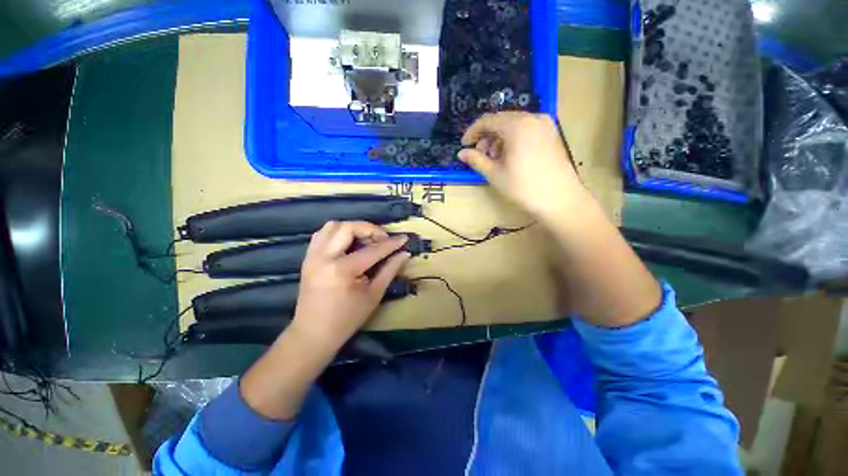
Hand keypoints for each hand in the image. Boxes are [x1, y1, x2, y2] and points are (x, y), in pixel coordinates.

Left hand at [289, 221, 410, 353]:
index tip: (403, 238)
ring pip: (333, 226)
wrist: (313, 333)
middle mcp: (324, 257)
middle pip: (348, 227)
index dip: (391, 243)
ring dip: (353, 228)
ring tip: (365, 240)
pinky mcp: (308, 258)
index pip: (372, 250)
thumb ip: (389, 270)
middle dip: (370, 229)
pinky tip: (349, 244)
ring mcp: (313, 256)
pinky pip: (322, 234)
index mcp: (342, 270)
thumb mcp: (373, 295)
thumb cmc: (347, 319)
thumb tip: (404, 254)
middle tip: (382, 239)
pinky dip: (338, 233)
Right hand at [458, 111, 585, 220]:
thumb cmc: (523, 187)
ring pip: (514, 125)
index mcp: (517, 125)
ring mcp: (545, 125)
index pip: (487, 120)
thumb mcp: (495, 174)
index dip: (472, 132)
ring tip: (495, 160)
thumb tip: (461, 153)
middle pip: (501, 121)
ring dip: (499, 139)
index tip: (464, 146)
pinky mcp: (552, 134)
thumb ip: (476, 160)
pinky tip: (510, 157)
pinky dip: (513, 139)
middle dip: (486, 137)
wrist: (560, 199)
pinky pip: (526, 130)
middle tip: (480, 156)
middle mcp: (533, 118)